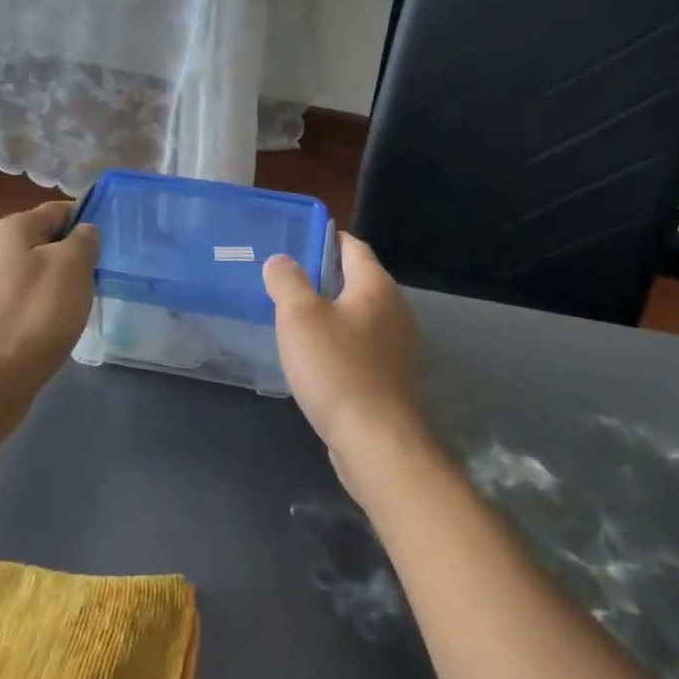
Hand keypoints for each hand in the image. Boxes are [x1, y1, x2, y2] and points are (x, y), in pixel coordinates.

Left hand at [0, 201, 99, 424]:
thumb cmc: (35, 315)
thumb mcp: (72, 267)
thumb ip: (84, 241)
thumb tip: (85, 232)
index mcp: (11, 229)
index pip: (58, 210)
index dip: (88, 220)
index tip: (113, 242)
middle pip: (45, 242)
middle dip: (75, 256)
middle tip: (101, 277)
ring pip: (36, 273)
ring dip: (61, 284)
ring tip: (83, 305)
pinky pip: (25, 302)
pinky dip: (44, 309)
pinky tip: (57, 328)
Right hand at [263, 233, 424, 496]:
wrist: (376, 439)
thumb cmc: (336, 369)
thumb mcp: (299, 317)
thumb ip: (287, 281)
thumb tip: (280, 260)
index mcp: (375, 286)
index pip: (353, 246)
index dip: (326, 239)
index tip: (297, 242)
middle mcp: (394, 309)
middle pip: (358, 280)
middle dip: (324, 277)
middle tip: (285, 281)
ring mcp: (397, 345)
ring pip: (359, 315)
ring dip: (331, 312)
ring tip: (294, 318)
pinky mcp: (391, 376)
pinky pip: (361, 345)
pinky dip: (340, 342)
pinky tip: (316, 357)